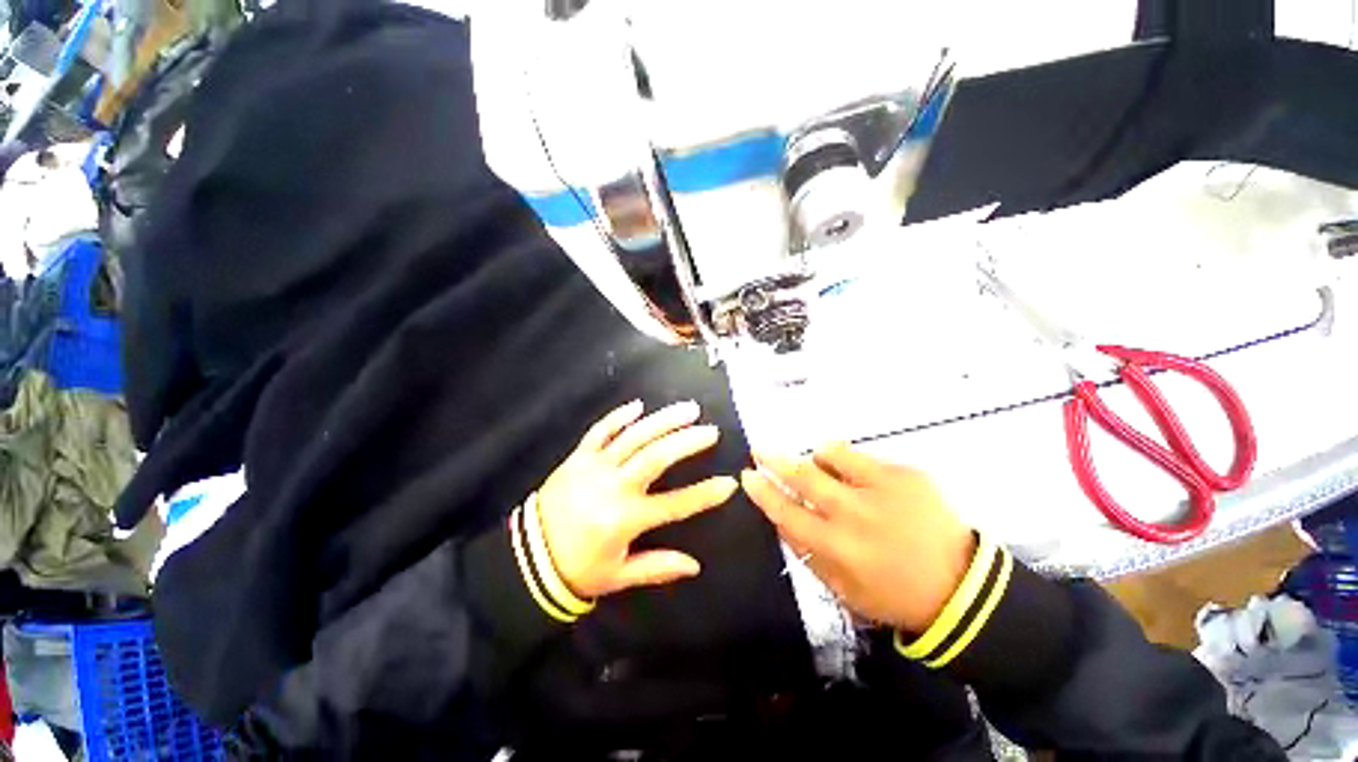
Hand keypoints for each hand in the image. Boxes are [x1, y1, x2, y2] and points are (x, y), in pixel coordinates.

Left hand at [537, 400, 738, 599]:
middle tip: (710, 431)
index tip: (729, 482)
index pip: (675, 504)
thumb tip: (695, 565)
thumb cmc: (577, 569)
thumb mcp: (618, 577)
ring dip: (663, 420)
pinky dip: (619, 416)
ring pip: (634, 437)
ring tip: (688, 409)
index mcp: (625, 519)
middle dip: (687, 441)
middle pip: (656, 457)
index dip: (705, 494)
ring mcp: (594, 467)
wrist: (527, 557)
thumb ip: (657, 568)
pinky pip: (600, 431)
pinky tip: (638, 406)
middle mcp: (613, 487)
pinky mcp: (578, 457)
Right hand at [741, 444, 975, 632]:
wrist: (961, 587)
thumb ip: (806, 551)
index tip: (748, 476)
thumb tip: (779, 517)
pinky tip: (863, 480)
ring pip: (830, 454)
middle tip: (759, 449)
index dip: (762, 492)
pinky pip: (862, 456)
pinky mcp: (906, 474)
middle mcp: (854, 513)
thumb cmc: (892, 594)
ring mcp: (882, 488)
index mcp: (837, 547)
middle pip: (802, 476)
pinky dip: (850, 463)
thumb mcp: (841, 587)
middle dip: (774, 460)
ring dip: (818, 459)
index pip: (785, 512)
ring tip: (823, 466)